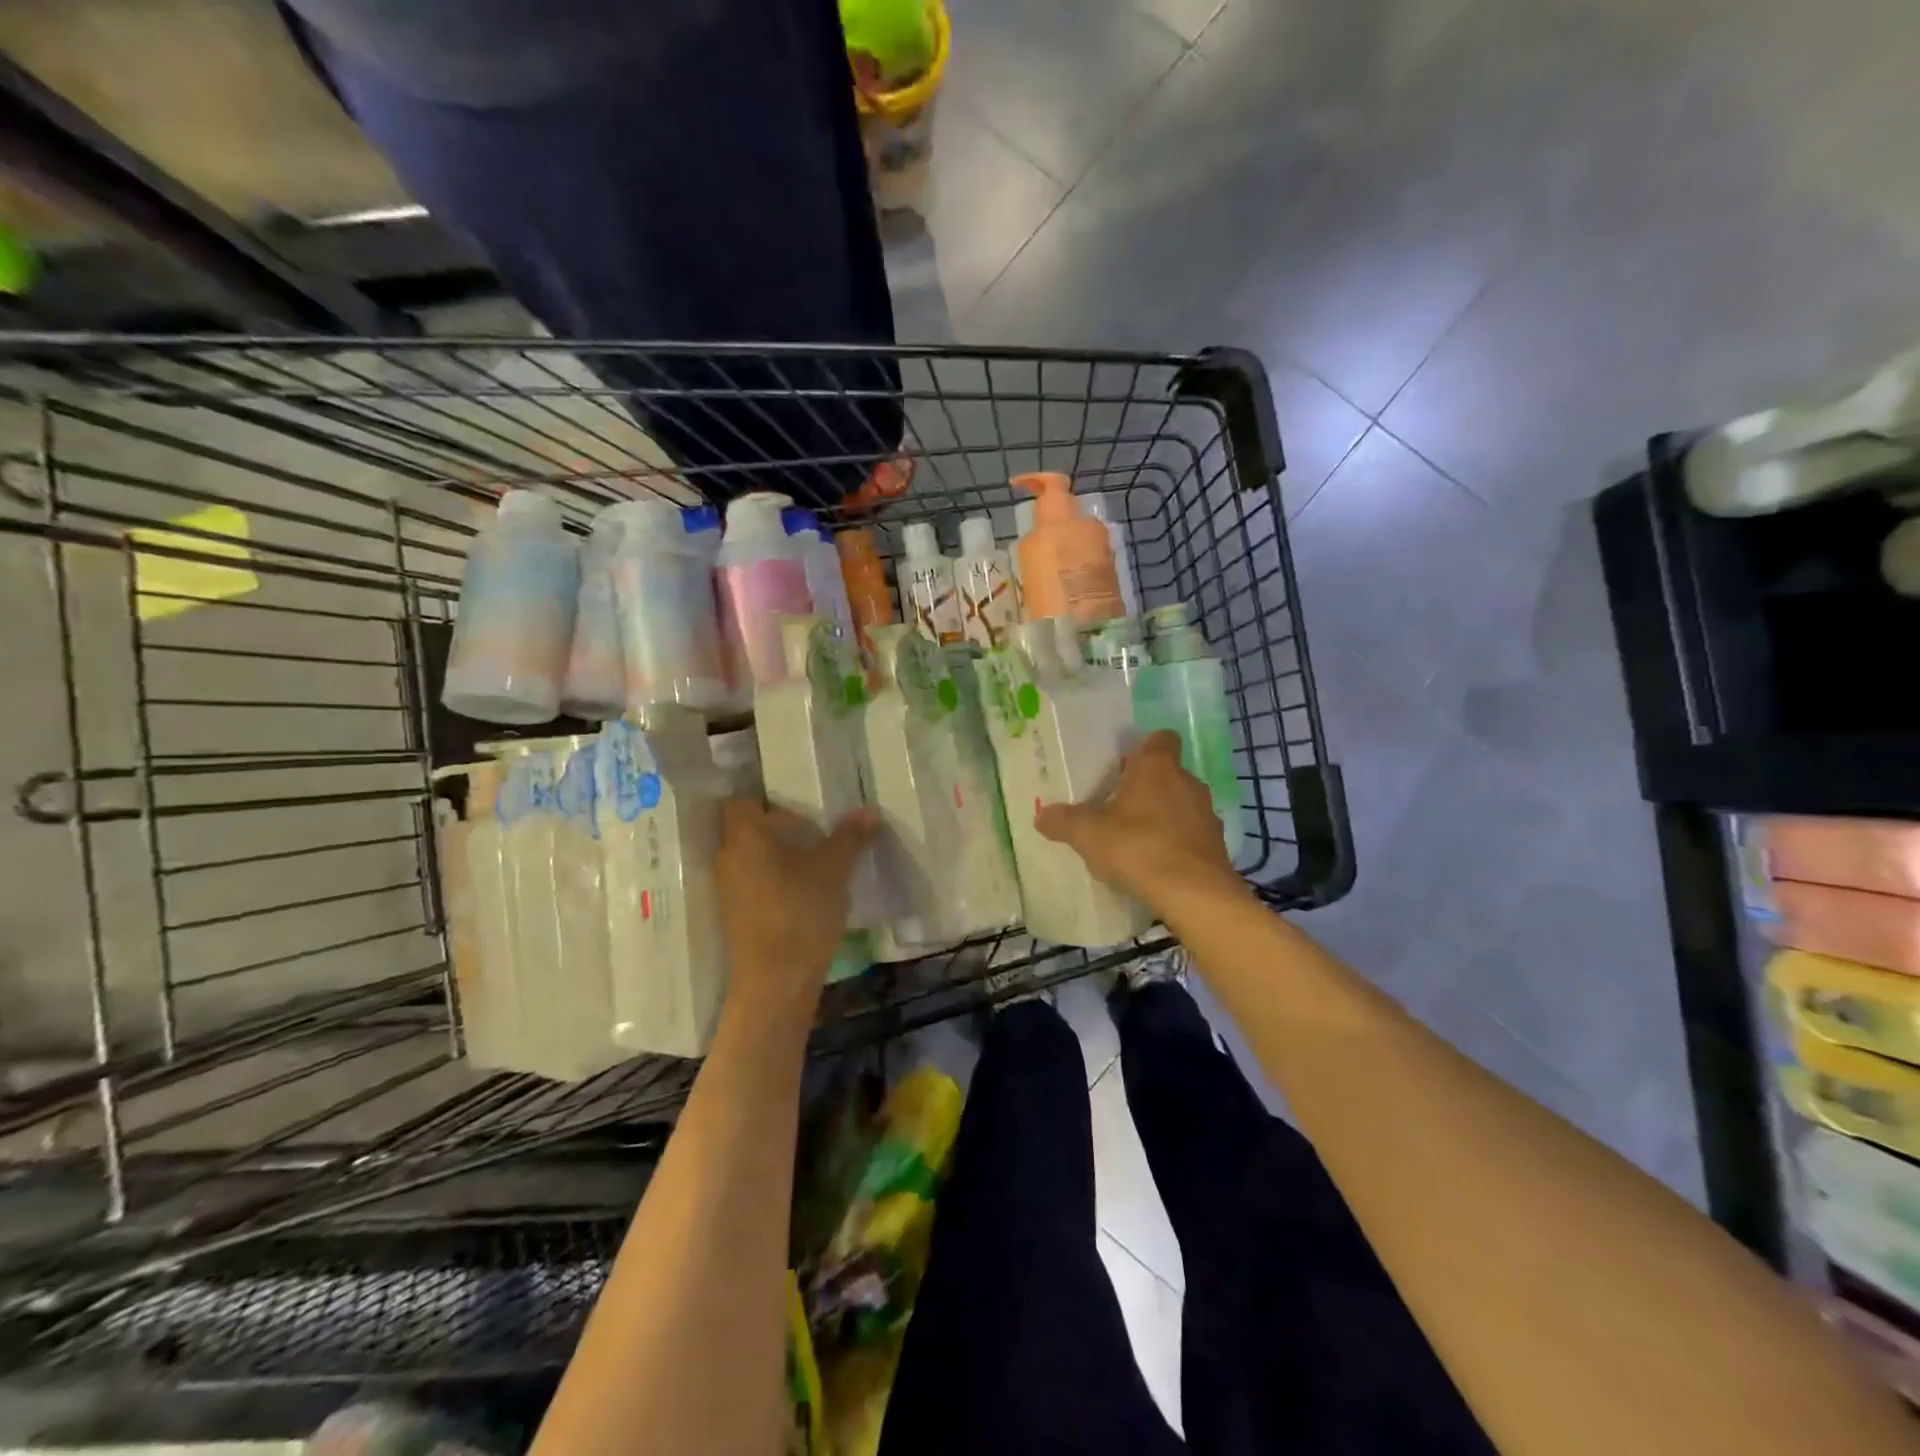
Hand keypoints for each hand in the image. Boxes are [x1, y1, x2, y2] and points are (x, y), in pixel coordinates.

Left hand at [716, 798, 878, 1021]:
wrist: (776, 982)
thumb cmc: (801, 911)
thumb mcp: (834, 870)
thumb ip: (850, 837)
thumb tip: (869, 810)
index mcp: (745, 836)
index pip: (741, 801)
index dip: (766, 800)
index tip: (797, 805)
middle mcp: (728, 857)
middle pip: (747, 830)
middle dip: (778, 828)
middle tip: (815, 830)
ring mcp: (728, 889)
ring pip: (751, 858)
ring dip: (778, 857)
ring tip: (815, 861)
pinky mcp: (735, 916)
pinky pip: (753, 883)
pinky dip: (774, 881)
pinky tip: (805, 892)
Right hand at [1034, 730, 1240, 915]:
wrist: (1193, 893)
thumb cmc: (1137, 847)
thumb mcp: (1088, 834)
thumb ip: (1063, 821)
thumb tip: (1042, 815)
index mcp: (1157, 767)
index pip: (1161, 739)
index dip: (1145, 748)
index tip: (1125, 765)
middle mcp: (1188, 782)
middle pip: (1169, 774)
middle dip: (1147, 787)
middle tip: (1120, 806)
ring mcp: (1206, 814)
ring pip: (1182, 804)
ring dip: (1164, 816)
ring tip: (1137, 838)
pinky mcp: (1217, 845)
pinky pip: (1192, 834)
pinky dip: (1177, 842)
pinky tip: (1157, 863)